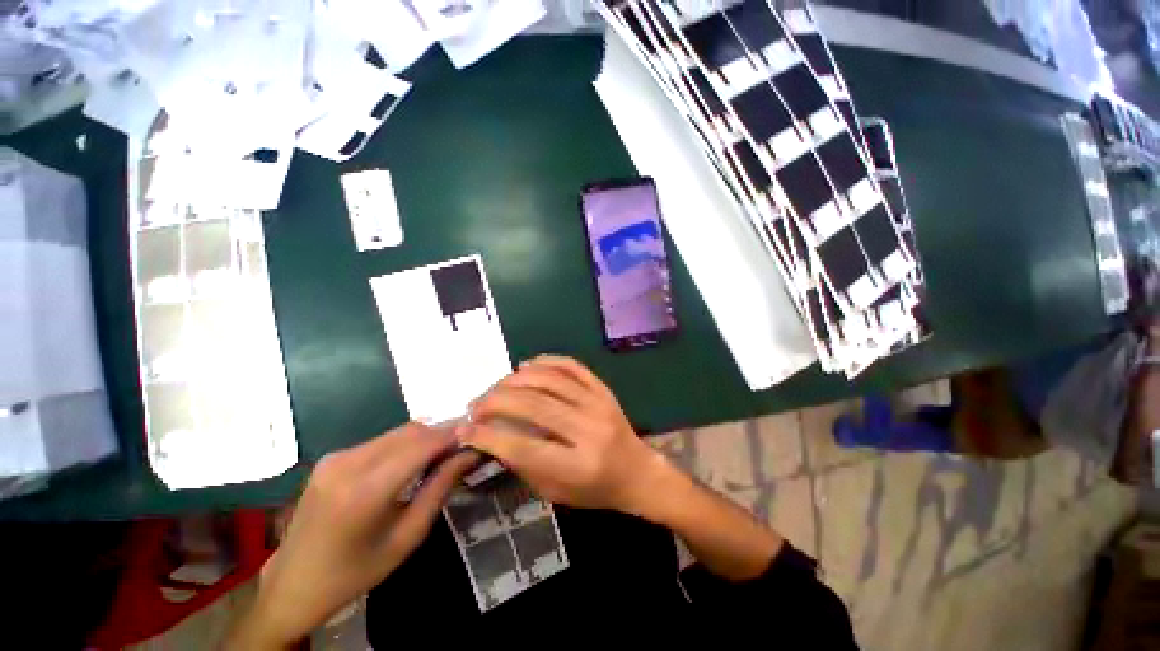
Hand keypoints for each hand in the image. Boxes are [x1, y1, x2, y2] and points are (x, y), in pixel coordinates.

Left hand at [228, 424, 476, 648]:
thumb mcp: (407, 537)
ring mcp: (336, 457)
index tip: (479, 435)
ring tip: (444, 454)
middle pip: (411, 432)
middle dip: (442, 434)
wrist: (294, 583)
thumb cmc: (356, 571)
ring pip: (397, 432)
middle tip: (464, 446)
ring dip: (425, 438)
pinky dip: (405, 444)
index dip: (454, 435)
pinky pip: (381, 441)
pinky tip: (414, 461)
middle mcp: (348, 464)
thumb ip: (440, 488)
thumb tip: (470, 454)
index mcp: (364, 491)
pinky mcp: (332, 457)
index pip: (422, 445)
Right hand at [460, 355, 672, 515]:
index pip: (524, 447)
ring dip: (515, 379)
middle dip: (496, 402)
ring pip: (550, 380)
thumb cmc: (595, 489)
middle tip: (475, 405)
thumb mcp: (556, 492)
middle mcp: (590, 430)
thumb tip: (491, 436)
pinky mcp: (603, 389)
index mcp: (578, 466)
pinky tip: (526, 365)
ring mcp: (599, 404)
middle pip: (535, 406)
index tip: (464, 429)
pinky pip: (572, 366)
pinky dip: (546, 361)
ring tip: (496, 386)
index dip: (489, 436)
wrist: (637, 471)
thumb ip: (524, 465)